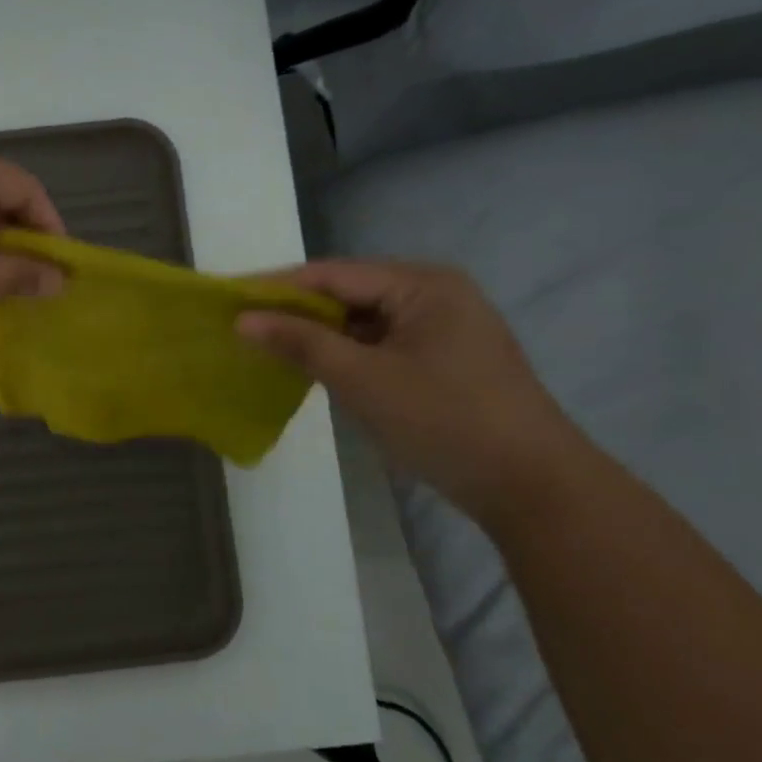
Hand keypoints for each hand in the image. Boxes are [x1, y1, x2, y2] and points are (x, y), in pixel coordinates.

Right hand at [235, 259, 588, 520]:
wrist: (533, 488)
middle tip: (241, 323)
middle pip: (347, 293)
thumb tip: (242, 319)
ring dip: (317, 333)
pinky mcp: (441, 359)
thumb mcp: (363, 379)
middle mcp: (434, 294)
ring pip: (361, 320)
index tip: (228, 298)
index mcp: (423, 284)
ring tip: (264, 344)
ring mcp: (440, 328)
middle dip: (295, 310)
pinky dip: (343, 353)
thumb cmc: (445, 420)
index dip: (276, 285)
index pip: (332, 273)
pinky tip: (309, 365)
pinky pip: (378, 343)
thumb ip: (300, 342)